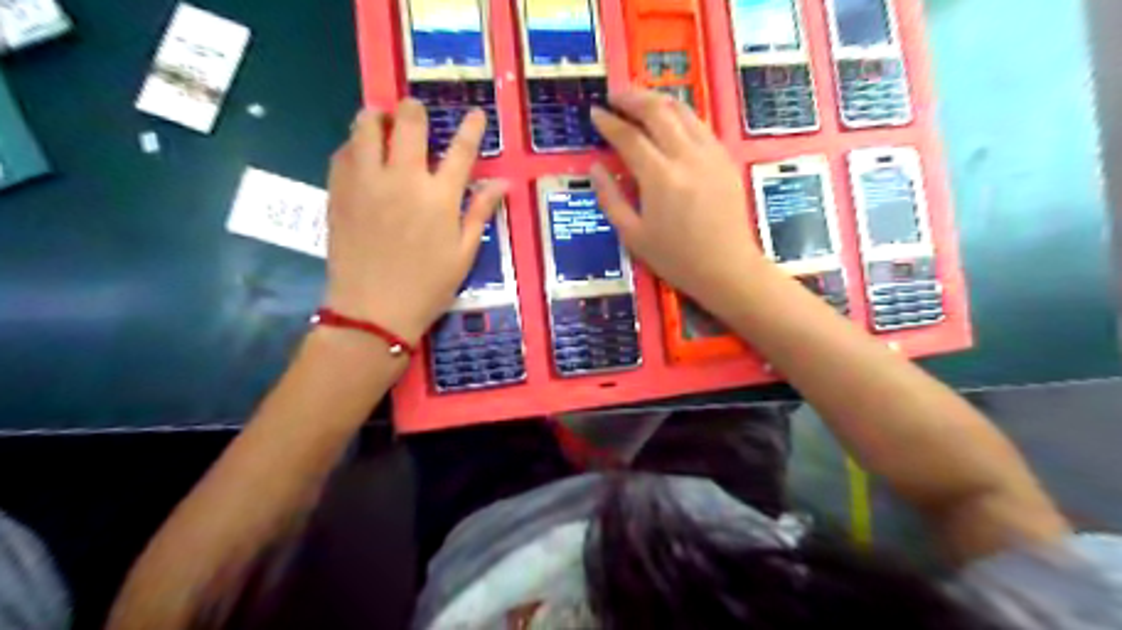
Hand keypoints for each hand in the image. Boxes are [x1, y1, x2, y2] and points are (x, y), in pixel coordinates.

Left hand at [323, 98, 501, 343]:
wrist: (372, 311)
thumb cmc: (427, 287)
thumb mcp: (464, 254)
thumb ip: (480, 213)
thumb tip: (502, 183)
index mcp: (440, 197)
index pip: (461, 150)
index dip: (471, 128)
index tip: (475, 113)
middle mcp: (403, 179)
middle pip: (409, 123)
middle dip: (415, 110)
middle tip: (416, 113)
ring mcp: (366, 181)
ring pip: (366, 126)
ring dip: (378, 117)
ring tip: (382, 122)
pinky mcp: (339, 190)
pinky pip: (343, 151)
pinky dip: (355, 144)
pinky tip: (361, 154)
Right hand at [588, 91, 762, 316]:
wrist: (727, 268)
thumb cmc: (676, 258)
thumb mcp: (633, 236)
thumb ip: (610, 198)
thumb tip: (595, 168)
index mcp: (660, 178)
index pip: (629, 137)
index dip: (609, 122)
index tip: (595, 113)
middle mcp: (687, 157)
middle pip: (658, 111)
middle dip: (632, 97)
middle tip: (614, 94)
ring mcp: (711, 154)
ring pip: (683, 111)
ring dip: (657, 100)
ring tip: (639, 99)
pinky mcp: (725, 158)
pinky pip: (700, 125)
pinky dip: (680, 115)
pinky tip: (669, 120)